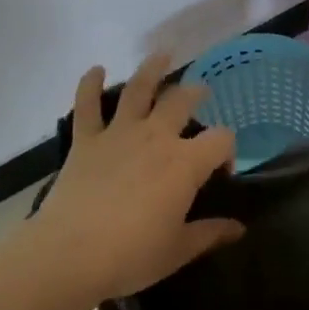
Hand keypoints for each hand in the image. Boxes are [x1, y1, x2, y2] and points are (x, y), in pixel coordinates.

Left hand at [31, 55, 242, 302]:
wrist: (69, 254)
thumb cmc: (131, 255)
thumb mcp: (178, 250)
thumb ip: (210, 233)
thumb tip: (239, 228)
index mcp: (185, 163)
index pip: (221, 140)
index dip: (228, 151)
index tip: (222, 170)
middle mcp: (156, 137)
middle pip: (182, 101)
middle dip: (195, 93)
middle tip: (200, 92)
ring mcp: (119, 134)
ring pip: (138, 90)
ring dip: (152, 69)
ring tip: (163, 54)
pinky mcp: (86, 140)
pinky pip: (87, 105)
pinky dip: (90, 85)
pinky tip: (96, 70)